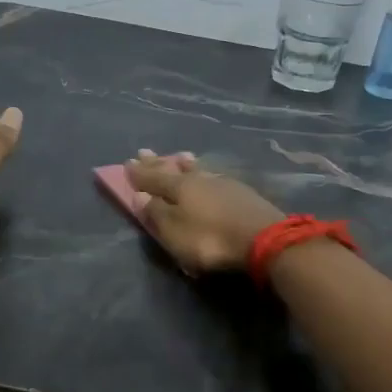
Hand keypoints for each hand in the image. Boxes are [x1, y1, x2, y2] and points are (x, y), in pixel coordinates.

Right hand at [124, 149, 283, 275]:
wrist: (265, 240)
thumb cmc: (211, 239)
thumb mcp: (175, 232)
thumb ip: (156, 214)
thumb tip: (140, 196)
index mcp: (179, 187)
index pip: (153, 177)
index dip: (139, 173)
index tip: (127, 164)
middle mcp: (200, 178)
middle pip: (174, 169)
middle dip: (158, 163)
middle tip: (145, 152)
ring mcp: (224, 183)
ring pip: (198, 169)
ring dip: (185, 164)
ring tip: (179, 156)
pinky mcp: (243, 193)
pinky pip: (214, 177)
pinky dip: (205, 173)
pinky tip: (208, 174)